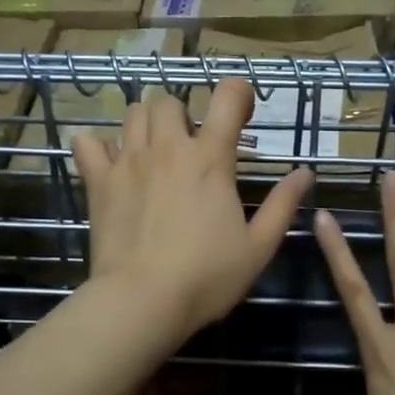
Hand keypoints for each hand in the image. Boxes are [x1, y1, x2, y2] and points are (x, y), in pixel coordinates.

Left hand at [72, 80, 311, 342]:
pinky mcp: (99, 182)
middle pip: (169, 101)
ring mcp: (128, 162)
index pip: (227, 97)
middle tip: (190, 146)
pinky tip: (110, 163)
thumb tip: (305, 173)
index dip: (238, 93)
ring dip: (146, 124)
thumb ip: (282, 205)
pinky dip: (98, 145)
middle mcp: (168, 148)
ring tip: (154, 152)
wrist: (141, 301)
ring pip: (132, 113)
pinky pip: (88, 143)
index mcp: (210, 159)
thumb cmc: (206, 277)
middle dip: (182, 115)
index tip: (242, 112)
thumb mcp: (258, 247)